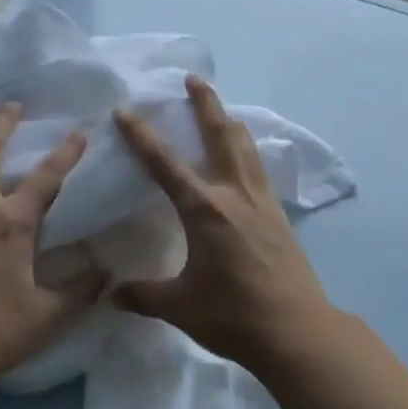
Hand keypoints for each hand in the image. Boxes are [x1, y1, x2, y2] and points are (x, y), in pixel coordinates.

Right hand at [113, 75, 336, 369]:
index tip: (126, 110)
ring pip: (245, 147)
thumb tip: (112, 293)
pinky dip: (246, 150)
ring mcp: (262, 202)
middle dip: (206, 104)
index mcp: (205, 210)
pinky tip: (244, 158)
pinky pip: (259, 168)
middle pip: (221, 135)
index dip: (142, 136)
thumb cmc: (233, 316)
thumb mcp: (180, 307)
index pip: (166, 164)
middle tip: (194, 78)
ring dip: (229, 122)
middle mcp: (235, 194)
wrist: (295, 330)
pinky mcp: (278, 215)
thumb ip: (143, 295)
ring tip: (220, 109)